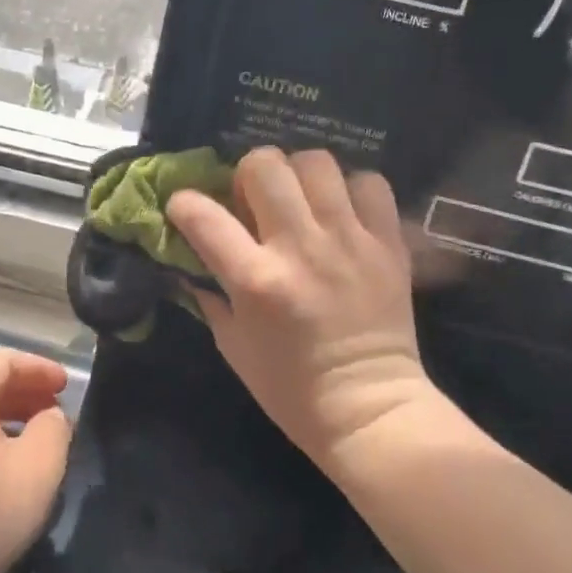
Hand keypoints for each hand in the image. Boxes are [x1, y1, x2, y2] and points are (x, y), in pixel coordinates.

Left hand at [0, 349, 72, 572]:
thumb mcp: (37, 468)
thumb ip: (54, 429)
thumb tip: (51, 416)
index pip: (0, 360)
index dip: (38, 366)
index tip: (67, 385)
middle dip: (26, 390)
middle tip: (58, 408)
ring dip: (11, 417)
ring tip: (43, 438)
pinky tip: (12, 471)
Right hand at [167, 148, 430, 473]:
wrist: (368, 409)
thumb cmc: (291, 388)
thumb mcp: (233, 347)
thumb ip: (210, 297)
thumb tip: (192, 262)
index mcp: (256, 280)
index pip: (203, 215)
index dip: (184, 203)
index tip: (185, 207)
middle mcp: (301, 248)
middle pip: (265, 166)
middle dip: (248, 173)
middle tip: (253, 198)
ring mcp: (349, 240)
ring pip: (317, 163)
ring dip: (299, 175)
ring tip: (300, 199)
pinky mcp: (387, 243)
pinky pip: (370, 184)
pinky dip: (351, 189)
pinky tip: (343, 212)